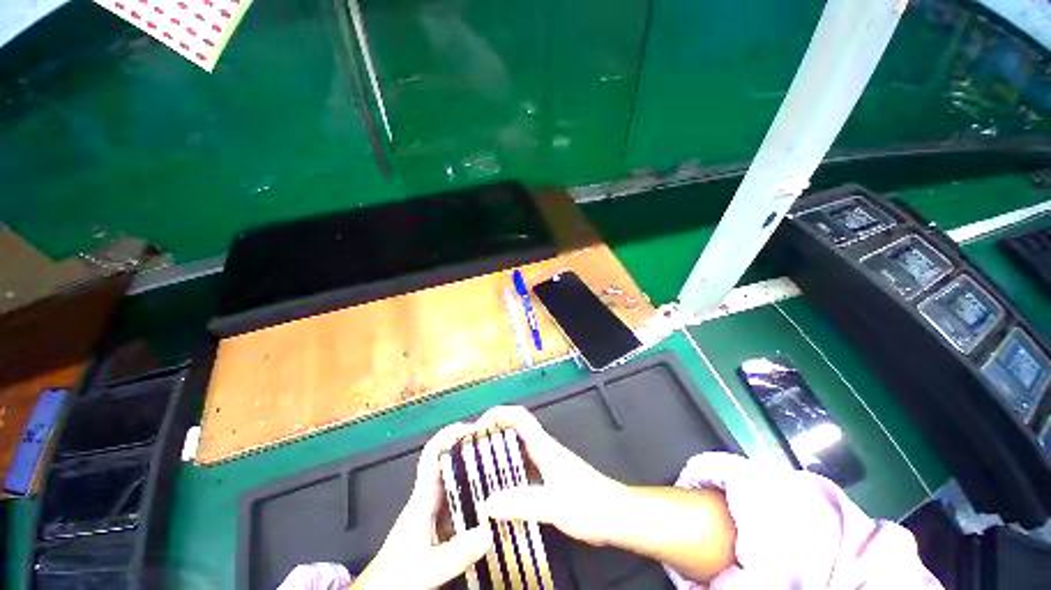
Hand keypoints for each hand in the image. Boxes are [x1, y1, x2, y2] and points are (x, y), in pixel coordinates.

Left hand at [353, 423, 492, 588]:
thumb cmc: (395, 578)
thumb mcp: (425, 569)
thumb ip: (456, 553)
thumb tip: (490, 531)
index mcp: (422, 498)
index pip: (433, 455)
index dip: (449, 436)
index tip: (473, 429)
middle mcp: (431, 498)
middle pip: (451, 463)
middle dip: (471, 450)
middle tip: (498, 447)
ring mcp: (437, 512)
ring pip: (459, 482)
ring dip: (478, 472)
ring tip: (504, 468)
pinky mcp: (444, 526)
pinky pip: (464, 503)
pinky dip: (479, 497)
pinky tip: (498, 502)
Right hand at [474, 406, 630, 545]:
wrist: (616, 515)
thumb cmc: (591, 506)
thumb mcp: (555, 505)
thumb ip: (523, 503)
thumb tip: (487, 502)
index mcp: (544, 447)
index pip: (519, 417)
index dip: (497, 415)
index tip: (476, 428)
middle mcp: (543, 450)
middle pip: (514, 430)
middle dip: (491, 434)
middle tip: (469, 452)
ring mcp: (546, 463)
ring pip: (517, 449)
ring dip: (497, 453)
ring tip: (476, 470)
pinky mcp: (549, 477)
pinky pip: (522, 467)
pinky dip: (507, 471)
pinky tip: (497, 490)